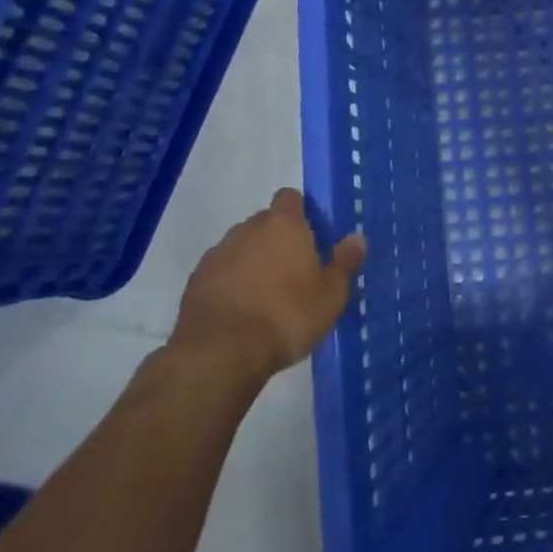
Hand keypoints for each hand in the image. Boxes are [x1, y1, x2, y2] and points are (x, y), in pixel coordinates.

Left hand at [168, 188, 366, 388]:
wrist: (220, 353)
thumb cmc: (287, 316)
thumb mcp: (331, 294)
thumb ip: (345, 262)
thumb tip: (357, 238)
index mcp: (284, 225)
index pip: (290, 198)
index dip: (301, 211)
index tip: (312, 234)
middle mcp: (248, 229)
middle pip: (265, 223)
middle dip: (278, 239)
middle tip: (296, 269)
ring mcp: (217, 255)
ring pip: (241, 247)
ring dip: (253, 261)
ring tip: (268, 294)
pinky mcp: (195, 282)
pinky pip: (221, 273)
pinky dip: (231, 283)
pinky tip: (243, 311)